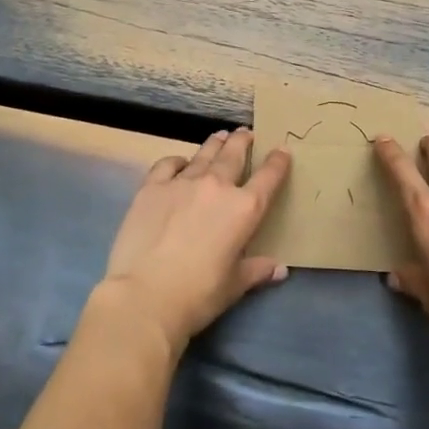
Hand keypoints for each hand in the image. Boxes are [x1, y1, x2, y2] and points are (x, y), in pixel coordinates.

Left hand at [97, 128, 290, 354]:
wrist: (145, 295)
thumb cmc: (198, 294)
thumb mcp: (235, 285)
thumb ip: (257, 270)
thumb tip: (280, 269)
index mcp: (244, 209)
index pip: (268, 177)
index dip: (278, 161)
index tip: (282, 150)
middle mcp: (216, 186)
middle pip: (233, 154)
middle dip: (242, 141)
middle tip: (245, 133)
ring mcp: (182, 182)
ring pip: (204, 154)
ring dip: (215, 144)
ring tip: (220, 136)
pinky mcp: (152, 187)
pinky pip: (168, 164)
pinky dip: (178, 161)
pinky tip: (179, 163)